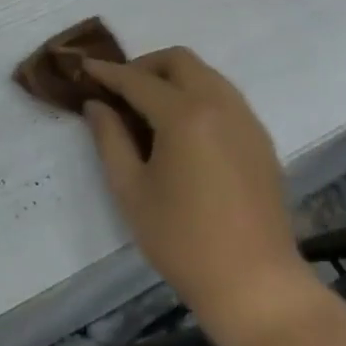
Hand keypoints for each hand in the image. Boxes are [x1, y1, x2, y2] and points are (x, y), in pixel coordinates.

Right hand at [83, 48, 313, 321]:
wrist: (255, 284)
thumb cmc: (182, 240)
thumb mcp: (131, 190)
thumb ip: (110, 138)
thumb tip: (97, 105)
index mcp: (185, 115)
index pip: (138, 80)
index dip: (108, 72)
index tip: (85, 67)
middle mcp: (220, 105)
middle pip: (179, 60)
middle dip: (145, 66)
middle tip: (120, 89)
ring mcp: (246, 120)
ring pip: (206, 74)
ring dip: (173, 78)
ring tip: (148, 107)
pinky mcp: (261, 140)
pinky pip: (225, 97)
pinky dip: (198, 95)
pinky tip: (182, 129)